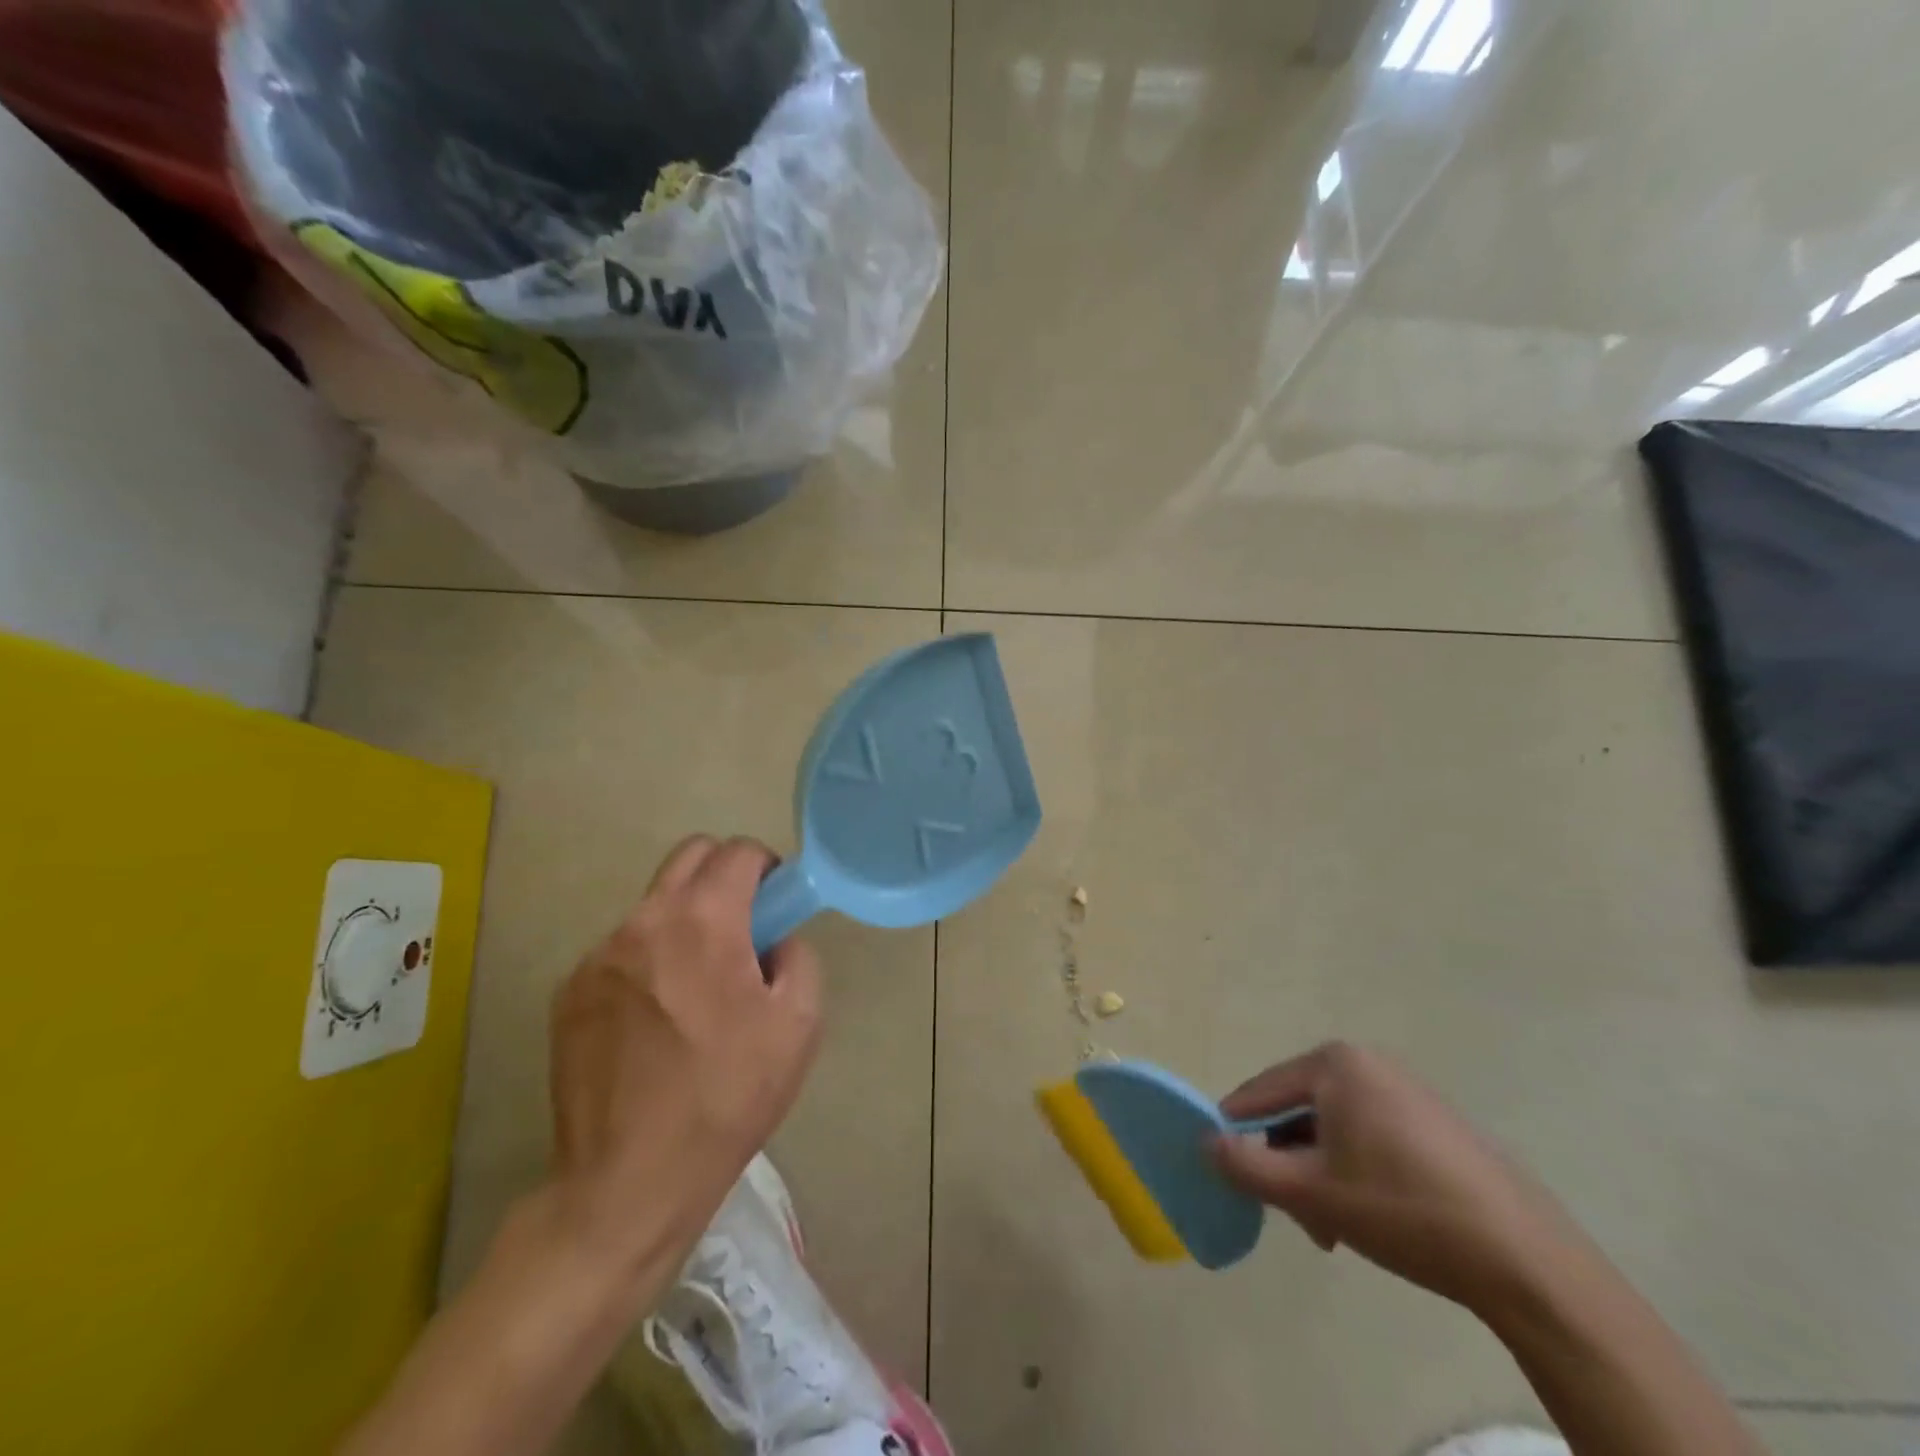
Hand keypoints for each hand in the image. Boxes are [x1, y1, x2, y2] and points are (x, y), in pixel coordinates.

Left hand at [547, 836, 822, 1264]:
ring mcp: (597, 957)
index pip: (736, 851)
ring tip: (696, 990)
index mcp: (702, 922)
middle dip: (723, 875)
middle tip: (743, 929)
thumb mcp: (798, 1026)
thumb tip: (774, 940)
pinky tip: (655, 1021)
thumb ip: (797, 957)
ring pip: (654, 905)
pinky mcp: (568, 993)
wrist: (628, 1183)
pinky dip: (648, 961)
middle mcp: (643, 922)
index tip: (775, 903)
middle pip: (689, 857)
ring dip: (684, 922)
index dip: (766, 866)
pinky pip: (622, 950)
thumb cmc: (726, 1099)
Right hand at [1212, 1042, 1580, 1314]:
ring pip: (1334, 1128)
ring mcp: (1406, 1089)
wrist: (1526, 1259)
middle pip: (1299, 1110)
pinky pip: (1370, 1135)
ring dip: (1320, 1173)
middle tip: (1296, 1216)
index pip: (1260, 1091)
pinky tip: (1371, 1215)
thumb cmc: (1403, 1210)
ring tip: (1333, 1228)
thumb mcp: (1312, 1192)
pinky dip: (1355, 1170)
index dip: (1236, 1131)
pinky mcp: (1435, 1121)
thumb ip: (1247, 1166)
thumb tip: (1205, 1143)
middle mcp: (1368, 1063)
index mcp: (1334, 1063)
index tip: (1227, 1172)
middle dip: (1288, 1163)